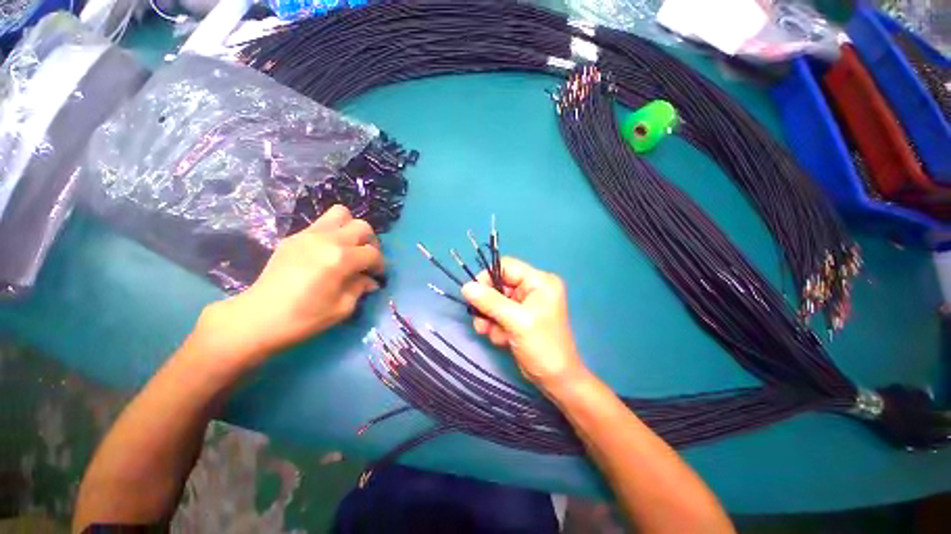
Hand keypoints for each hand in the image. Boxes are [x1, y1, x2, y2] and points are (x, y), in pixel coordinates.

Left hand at [195, 205, 384, 368]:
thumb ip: (361, 287)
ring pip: (341, 214)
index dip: (380, 265)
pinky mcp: (294, 237)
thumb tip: (370, 280)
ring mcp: (308, 234)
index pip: (372, 253)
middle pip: (362, 226)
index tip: (377, 276)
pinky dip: (333, 233)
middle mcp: (327, 240)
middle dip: (370, 242)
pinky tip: (327, 253)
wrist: (257, 318)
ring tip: (348, 248)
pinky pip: (322, 224)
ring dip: (351, 229)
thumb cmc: (304, 318)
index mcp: (340, 259)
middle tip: (365, 259)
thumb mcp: (342, 308)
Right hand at [461, 257, 585, 392]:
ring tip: (489, 333)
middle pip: (499, 285)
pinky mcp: (520, 317)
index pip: (507, 266)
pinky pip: (499, 314)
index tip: (473, 294)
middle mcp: (533, 288)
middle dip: (487, 305)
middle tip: (480, 321)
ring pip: (495, 301)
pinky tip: (501, 340)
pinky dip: (495, 326)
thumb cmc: (542, 346)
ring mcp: (526, 303)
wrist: (555, 380)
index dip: (487, 278)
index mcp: (539, 281)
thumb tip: (466, 286)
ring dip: (489, 318)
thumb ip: (490, 301)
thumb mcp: (516, 321)